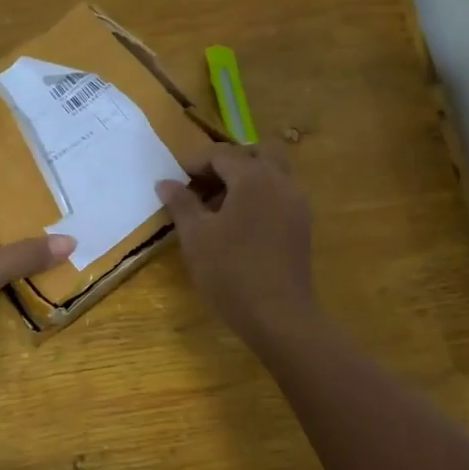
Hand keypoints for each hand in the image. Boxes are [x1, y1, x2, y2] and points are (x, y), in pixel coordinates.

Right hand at [158, 144, 316, 344]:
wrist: (278, 316)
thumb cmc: (231, 272)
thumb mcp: (196, 237)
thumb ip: (181, 203)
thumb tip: (166, 182)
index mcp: (254, 177)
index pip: (222, 154)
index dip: (195, 162)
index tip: (175, 181)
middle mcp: (281, 182)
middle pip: (256, 153)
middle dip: (228, 163)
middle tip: (203, 186)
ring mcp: (297, 204)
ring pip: (271, 174)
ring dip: (245, 180)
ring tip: (217, 209)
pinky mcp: (301, 226)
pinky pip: (279, 196)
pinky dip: (259, 198)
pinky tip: (238, 226)